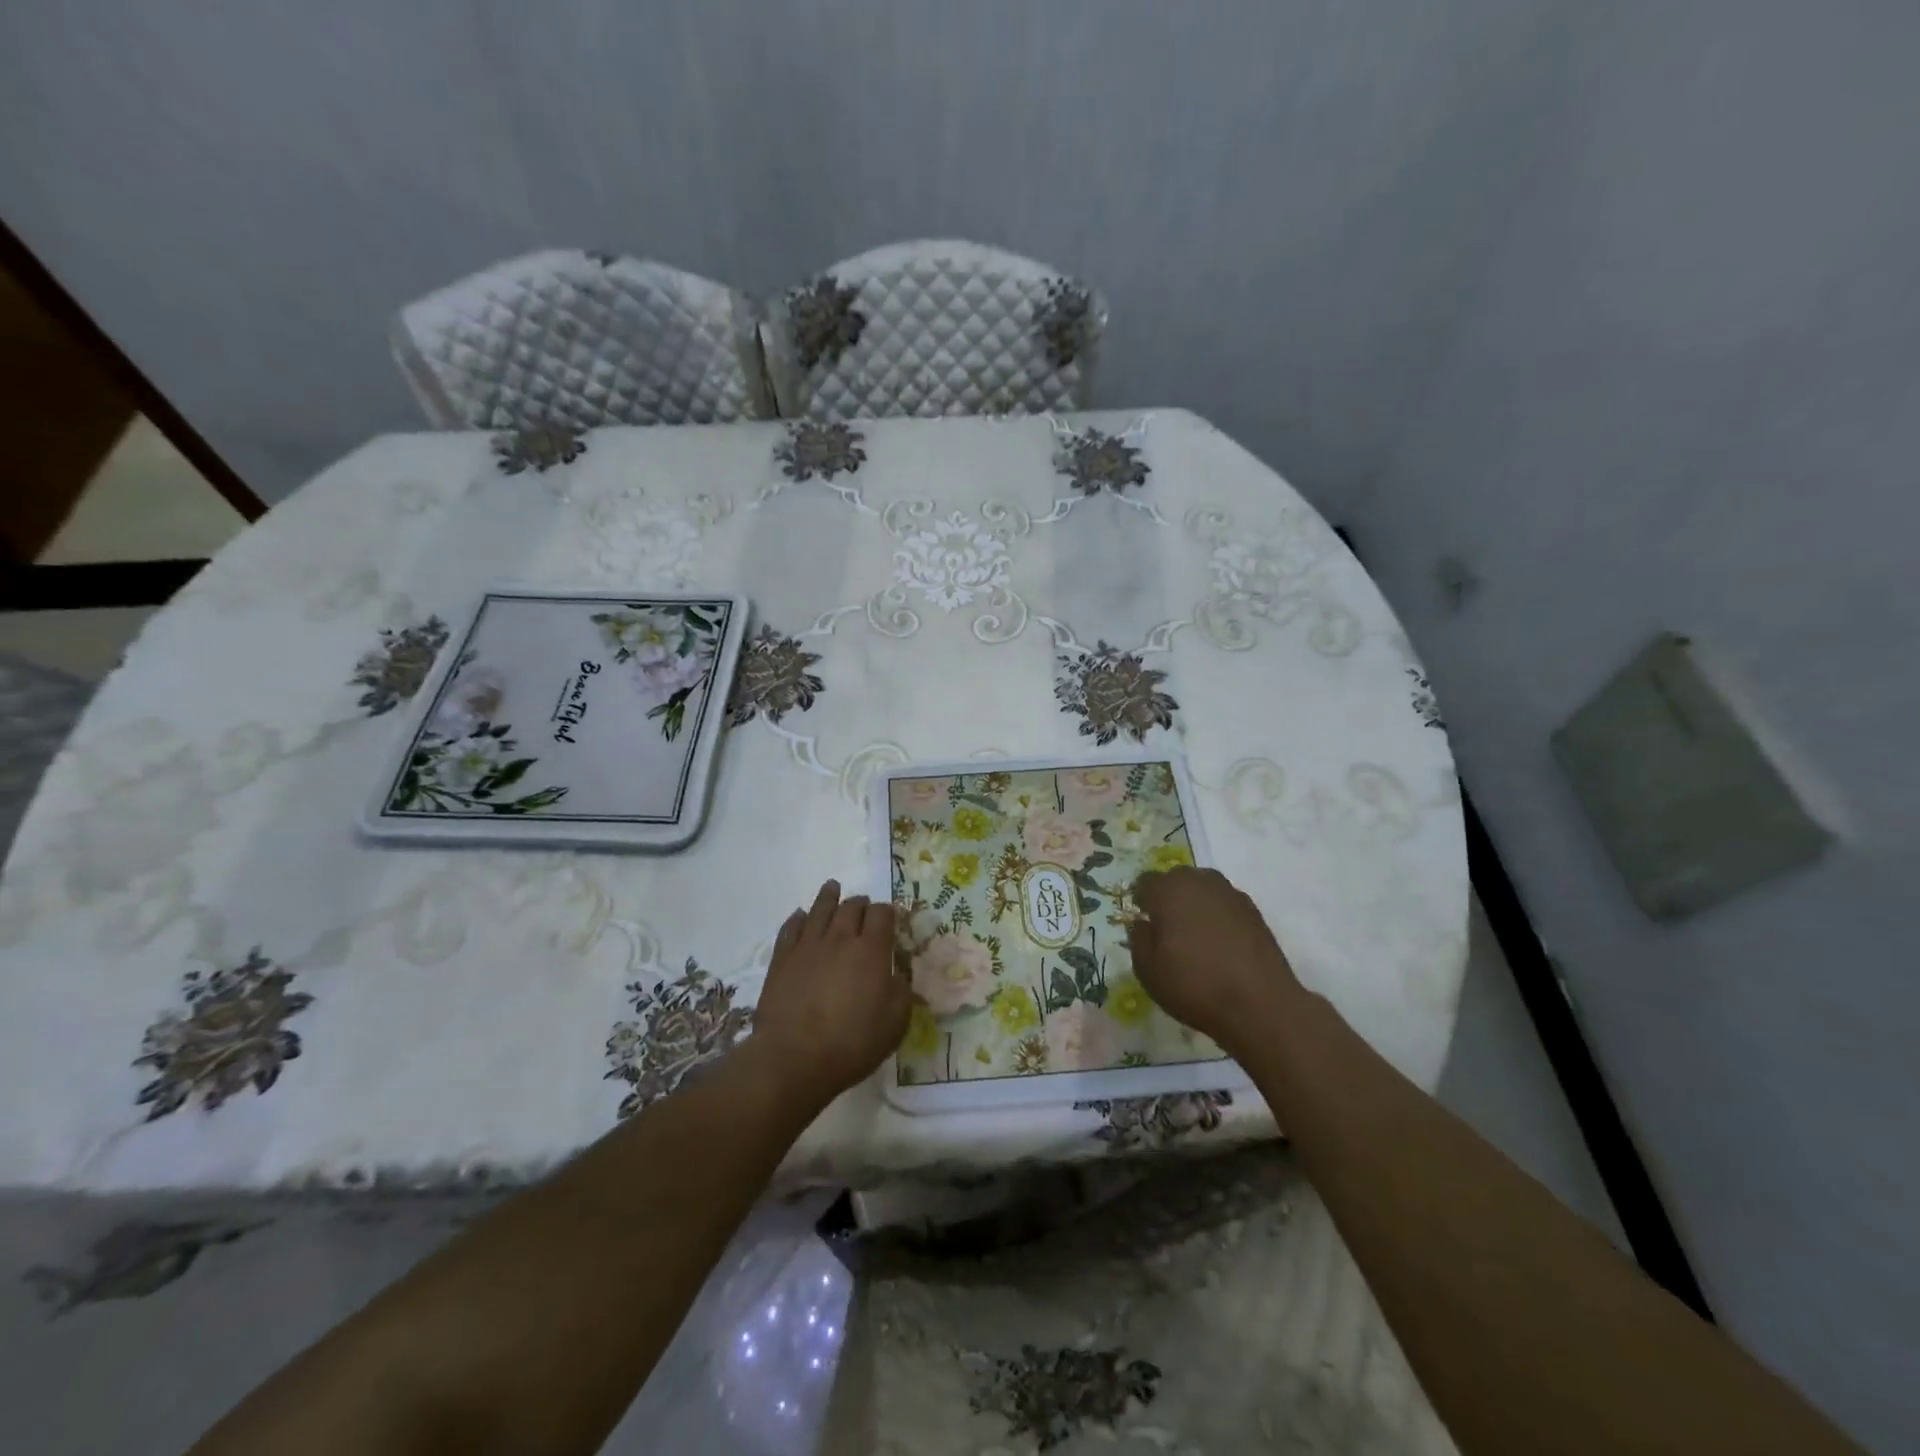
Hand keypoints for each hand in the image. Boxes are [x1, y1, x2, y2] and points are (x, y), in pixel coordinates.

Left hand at [745, 880, 910, 1108]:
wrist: (794, 1058)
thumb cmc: (852, 1043)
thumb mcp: (895, 1023)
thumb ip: (901, 992)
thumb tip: (898, 975)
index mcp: (871, 950)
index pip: (882, 914)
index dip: (888, 912)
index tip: (890, 919)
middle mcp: (840, 938)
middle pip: (851, 906)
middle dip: (861, 903)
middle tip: (863, 907)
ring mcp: (807, 945)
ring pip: (820, 908)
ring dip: (830, 896)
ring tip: (833, 887)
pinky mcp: (782, 958)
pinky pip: (791, 927)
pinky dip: (800, 918)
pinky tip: (802, 917)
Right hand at [1128, 867, 1304, 1054]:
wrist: (1260, 1004)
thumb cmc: (1194, 985)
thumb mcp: (1147, 969)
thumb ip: (1138, 938)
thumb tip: (1144, 923)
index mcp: (1169, 890)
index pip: (1145, 882)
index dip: (1141, 901)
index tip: (1144, 923)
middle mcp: (1199, 881)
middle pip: (1176, 880)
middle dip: (1169, 898)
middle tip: (1168, 930)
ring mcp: (1230, 893)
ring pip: (1203, 889)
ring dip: (1195, 905)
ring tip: (1196, 937)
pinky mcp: (1254, 910)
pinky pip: (1224, 905)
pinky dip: (1218, 917)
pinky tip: (1220, 945)